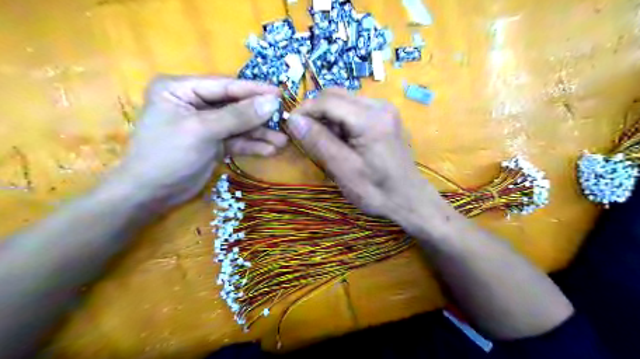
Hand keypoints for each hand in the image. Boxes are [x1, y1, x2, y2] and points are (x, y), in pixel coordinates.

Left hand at [111, 76, 286, 209]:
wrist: (152, 194)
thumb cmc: (169, 155)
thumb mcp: (203, 130)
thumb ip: (239, 115)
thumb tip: (273, 102)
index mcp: (181, 89)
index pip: (224, 85)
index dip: (253, 90)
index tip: (280, 93)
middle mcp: (194, 103)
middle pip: (234, 105)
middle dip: (259, 116)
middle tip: (285, 120)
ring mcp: (205, 124)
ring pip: (239, 125)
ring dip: (260, 134)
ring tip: (283, 141)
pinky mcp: (213, 143)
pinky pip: (236, 140)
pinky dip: (252, 145)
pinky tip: (270, 150)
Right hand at [286, 88, 445, 225]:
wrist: (408, 200)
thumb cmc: (376, 191)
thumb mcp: (343, 170)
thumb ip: (318, 142)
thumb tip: (293, 119)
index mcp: (371, 119)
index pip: (327, 100)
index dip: (304, 110)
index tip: (289, 127)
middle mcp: (379, 105)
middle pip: (335, 95)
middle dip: (315, 112)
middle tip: (305, 136)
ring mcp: (384, 109)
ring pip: (343, 101)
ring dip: (327, 118)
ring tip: (325, 143)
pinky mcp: (384, 117)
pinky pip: (354, 110)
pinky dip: (340, 121)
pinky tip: (341, 141)